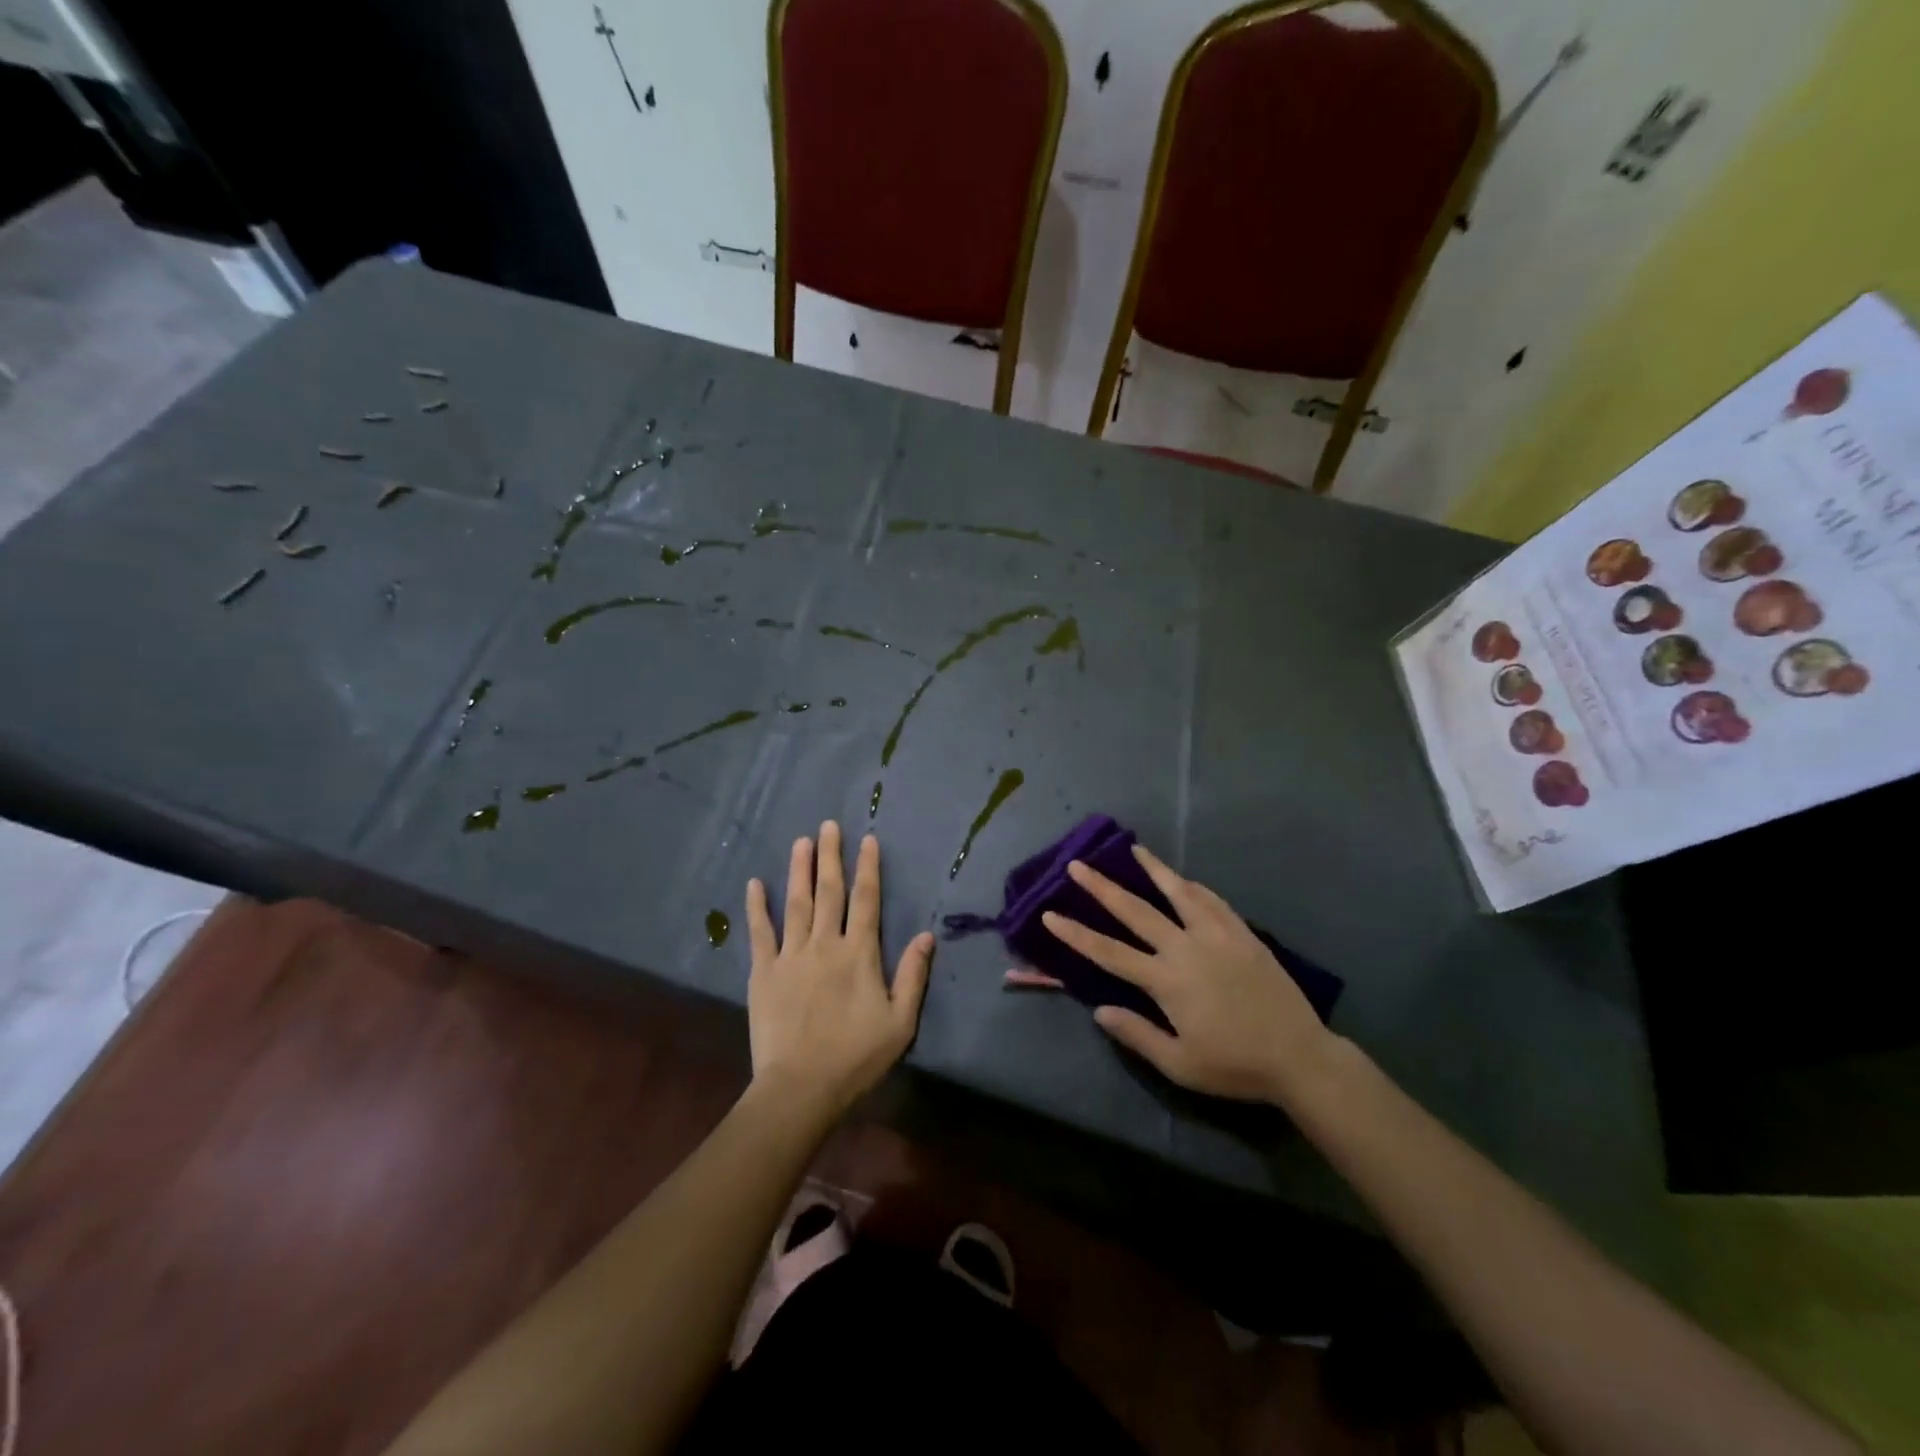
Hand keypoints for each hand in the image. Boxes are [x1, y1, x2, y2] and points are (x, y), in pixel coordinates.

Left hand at [746, 822, 932, 1122]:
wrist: (801, 1088)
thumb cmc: (856, 1057)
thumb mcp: (900, 1021)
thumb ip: (913, 975)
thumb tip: (928, 935)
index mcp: (860, 954)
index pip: (866, 900)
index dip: (868, 868)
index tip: (867, 840)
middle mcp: (825, 944)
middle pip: (829, 892)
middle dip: (830, 856)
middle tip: (828, 825)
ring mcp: (791, 956)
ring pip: (796, 903)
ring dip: (799, 870)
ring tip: (801, 841)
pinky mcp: (764, 972)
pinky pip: (760, 932)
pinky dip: (757, 907)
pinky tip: (755, 884)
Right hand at [1043, 845, 1333, 1105]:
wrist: (1299, 1057)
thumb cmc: (1235, 1065)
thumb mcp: (1180, 1064)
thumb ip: (1137, 1034)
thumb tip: (1099, 1010)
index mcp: (1166, 980)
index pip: (1109, 952)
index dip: (1076, 933)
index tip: (1050, 914)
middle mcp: (1186, 948)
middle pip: (1136, 911)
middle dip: (1102, 887)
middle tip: (1078, 865)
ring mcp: (1217, 935)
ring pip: (1178, 893)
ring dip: (1152, 869)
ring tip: (1134, 849)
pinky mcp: (1242, 933)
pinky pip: (1213, 901)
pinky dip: (1194, 887)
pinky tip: (1185, 879)